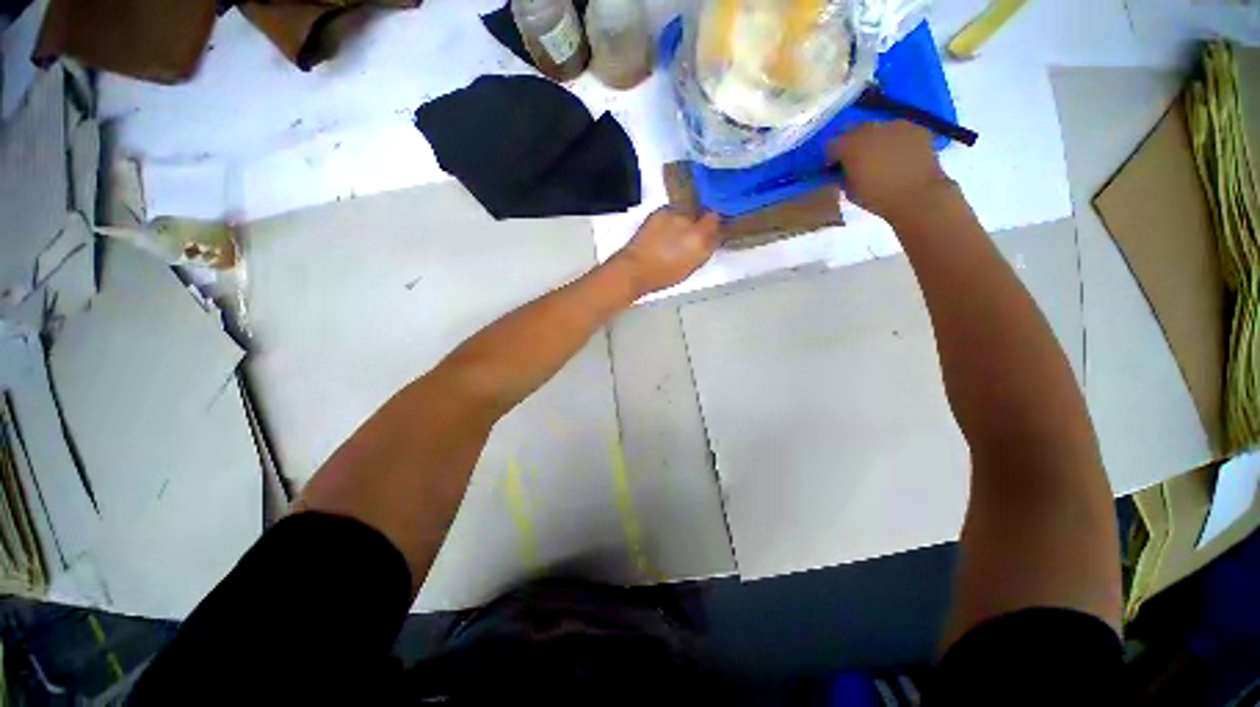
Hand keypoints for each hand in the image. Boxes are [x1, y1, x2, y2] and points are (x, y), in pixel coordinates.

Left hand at [609, 208, 723, 295]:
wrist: (635, 268)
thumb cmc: (663, 275)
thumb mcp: (691, 267)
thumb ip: (704, 250)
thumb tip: (711, 240)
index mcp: (701, 239)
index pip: (719, 224)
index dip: (718, 228)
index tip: (714, 234)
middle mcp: (691, 221)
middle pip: (706, 213)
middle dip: (704, 221)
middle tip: (696, 233)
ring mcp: (675, 213)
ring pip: (690, 210)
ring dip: (688, 218)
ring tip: (678, 231)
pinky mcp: (660, 210)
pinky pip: (674, 210)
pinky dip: (673, 217)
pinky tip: (666, 229)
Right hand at [828, 121, 952, 220]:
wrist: (918, 195)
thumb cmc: (878, 198)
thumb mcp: (850, 192)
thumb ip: (843, 176)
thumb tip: (842, 170)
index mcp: (851, 147)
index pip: (831, 144)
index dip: (830, 156)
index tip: (833, 167)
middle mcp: (871, 130)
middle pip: (854, 128)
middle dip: (851, 141)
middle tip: (854, 157)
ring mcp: (896, 126)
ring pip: (877, 126)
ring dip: (873, 138)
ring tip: (878, 154)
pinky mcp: (916, 128)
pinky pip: (899, 130)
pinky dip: (895, 139)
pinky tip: (898, 153)